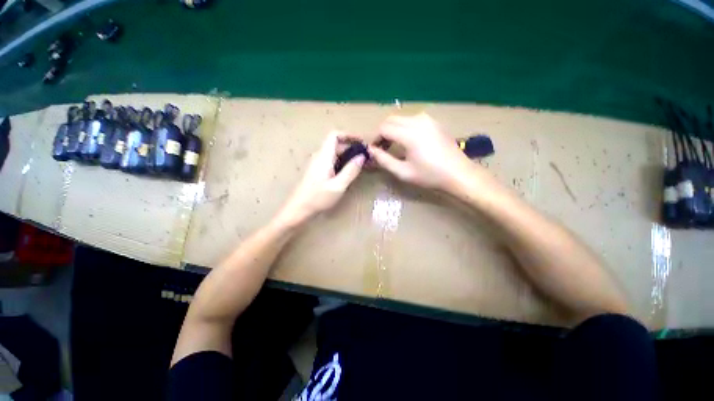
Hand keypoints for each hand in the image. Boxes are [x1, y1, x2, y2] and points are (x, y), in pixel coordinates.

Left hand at [276, 131, 364, 227]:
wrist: (299, 208)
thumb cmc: (318, 198)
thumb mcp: (338, 186)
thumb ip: (351, 170)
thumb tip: (362, 156)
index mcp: (324, 156)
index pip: (334, 135)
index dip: (349, 135)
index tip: (362, 142)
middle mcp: (320, 156)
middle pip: (336, 144)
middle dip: (352, 147)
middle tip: (366, 157)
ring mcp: (318, 163)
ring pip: (335, 153)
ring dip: (348, 155)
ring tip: (361, 164)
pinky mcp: (318, 171)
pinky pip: (332, 161)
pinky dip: (342, 162)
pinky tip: (349, 172)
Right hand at [369, 114, 474, 191]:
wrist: (459, 173)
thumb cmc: (430, 176)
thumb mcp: (403, 172)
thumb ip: (383, 160)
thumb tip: (371, 151)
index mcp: (410, 134)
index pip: (383, 128)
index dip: (375, 139)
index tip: (374, 150)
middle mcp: (418, 121)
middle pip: (391, 120)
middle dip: (382, 133)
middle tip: (381, 148)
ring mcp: (427, 119)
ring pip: (401, 118)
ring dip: (393, 129)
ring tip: (393, 146)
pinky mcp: (434, 122)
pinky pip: (412, 120)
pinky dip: (404, 128)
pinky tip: (407, 141)